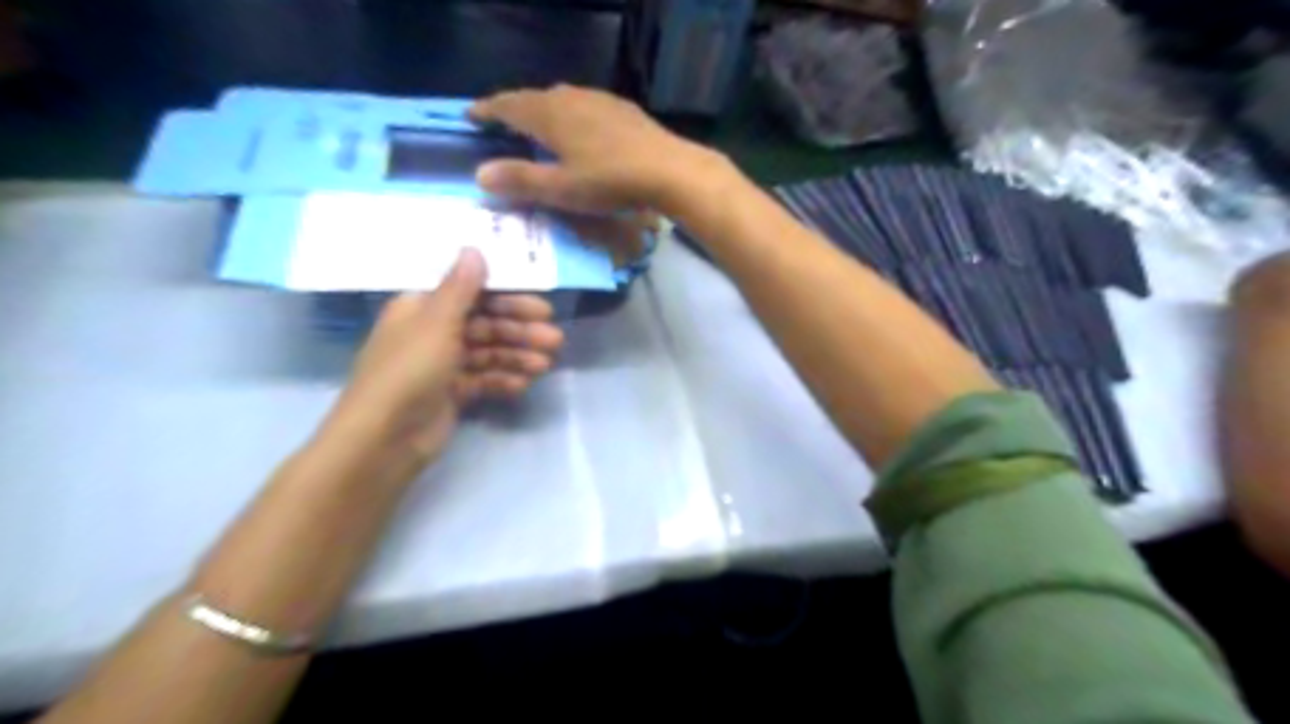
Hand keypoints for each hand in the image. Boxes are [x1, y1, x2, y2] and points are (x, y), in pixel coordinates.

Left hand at [314, 251, 562, 484]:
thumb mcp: (436, 323)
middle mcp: (433, 331)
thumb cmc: (408, 371)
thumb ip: (460, 288)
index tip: (542, 306)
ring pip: (489, 353)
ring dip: (518, 356)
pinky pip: (483, 379)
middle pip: (486, 324)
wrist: (384, 439)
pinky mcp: (452, 393)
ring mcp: (443, 365)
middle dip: (520, 331)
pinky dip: (503, 380)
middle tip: (554, 339)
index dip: (509, 298)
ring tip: (546, 364)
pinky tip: (524, 385)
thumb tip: (473, 248)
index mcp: (422, 307)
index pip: (473, 294)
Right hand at [469, 84, 720, 212]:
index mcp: (549, 114)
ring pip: (560, 99)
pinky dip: (569, 115)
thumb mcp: (561, 189)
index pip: (507, 105)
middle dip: (513, 109)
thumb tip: (480, 174)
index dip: (487, 111)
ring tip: (537, 126)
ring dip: (542, 110)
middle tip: (500, 123)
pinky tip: (579, 129)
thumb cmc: (610, 182)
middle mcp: (570, 97)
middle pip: (532, 98)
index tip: (469, 116)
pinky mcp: (621, 108)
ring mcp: (599, 99)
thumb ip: (520, 180)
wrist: (668, 170)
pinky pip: (584, 105)